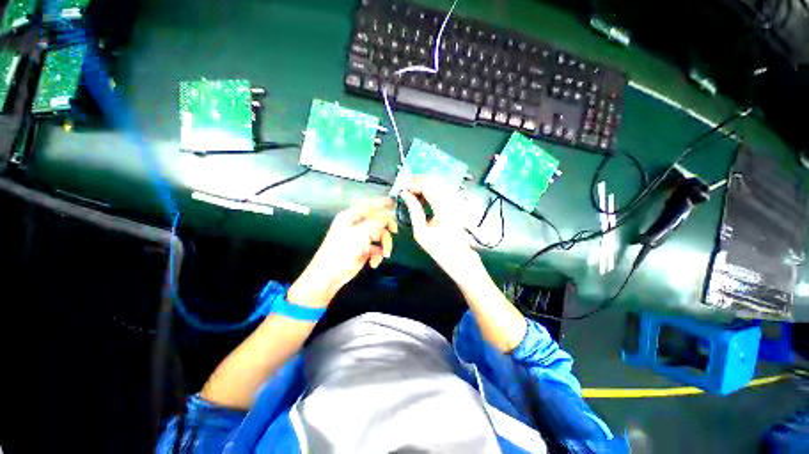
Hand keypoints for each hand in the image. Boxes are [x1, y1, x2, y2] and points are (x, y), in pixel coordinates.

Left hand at [287, 198, 396, 307]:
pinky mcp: (364, 250)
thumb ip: (375, 223)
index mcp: (351, 217)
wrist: (329, 276)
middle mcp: (356, 226)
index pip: (368, 205)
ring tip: (384, 255)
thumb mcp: (358, 235)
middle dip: (385, 229)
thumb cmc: (340, 252)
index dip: (381, 202)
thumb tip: (388, 216)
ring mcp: (361, 238)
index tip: (393, 202)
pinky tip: (374, 263)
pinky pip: (377, 248)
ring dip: (384, 245)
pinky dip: (378, 255)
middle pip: (377, 221)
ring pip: (380, 236)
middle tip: (394, 231)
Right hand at [400, 180, 481, 282]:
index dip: (414, 184)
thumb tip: (405, 195)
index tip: (403, 188)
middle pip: (434, 182)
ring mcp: (456, 202)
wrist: (458, 257)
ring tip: (412, 193)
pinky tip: (423, 198)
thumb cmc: (438, 248)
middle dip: (418, 183)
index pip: (428, 187)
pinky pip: (442, 191)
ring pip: (438, 185)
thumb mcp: (421, 232)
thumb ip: (414, 211)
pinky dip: (431, 191)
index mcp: (444, 209)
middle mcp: (452, 201)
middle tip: (406, 189)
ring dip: (424, 186)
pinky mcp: (456, 204)